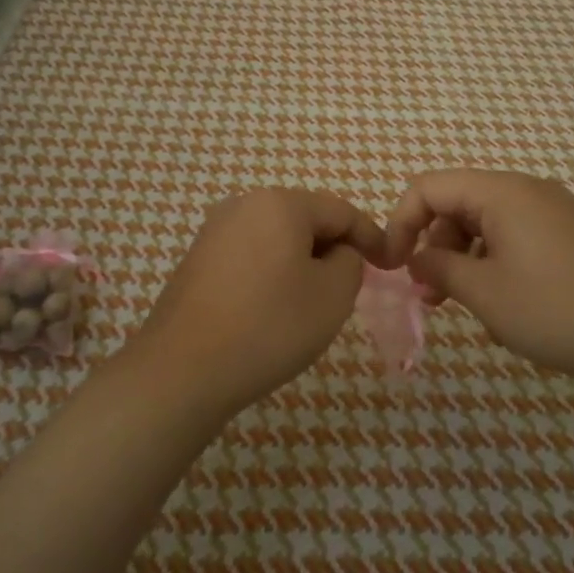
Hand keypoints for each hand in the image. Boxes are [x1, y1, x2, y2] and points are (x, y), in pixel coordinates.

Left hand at [134, 189, 384, 414]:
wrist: (183, 369)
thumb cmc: (269, 326)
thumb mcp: (333, 295)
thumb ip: (351, 262)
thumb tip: (337, 253)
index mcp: (281, 203)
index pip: (341, 211)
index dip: (371, 236)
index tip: (390, 265)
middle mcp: (244, 204)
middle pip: (306, 219)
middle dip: (333, 248)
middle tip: (352, 286)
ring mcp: (215, 231)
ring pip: (277, 238)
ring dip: (302, 262)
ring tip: (312, 302)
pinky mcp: (197, 259)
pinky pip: (250, 255)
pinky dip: (271, 273)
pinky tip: (272, 309)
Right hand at [382, 169, 573, 388]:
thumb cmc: (559, 308)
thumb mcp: (485, 293)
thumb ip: (439, 268)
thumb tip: (415, 257)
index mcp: (501, 192)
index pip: (428, 187)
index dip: (399, 222)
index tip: (392, 266)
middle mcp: (526, 191)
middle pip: (457, 203)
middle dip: (433, 245)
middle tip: (430, 295)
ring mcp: (553, 212)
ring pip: (486, 223)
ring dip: (463, 258)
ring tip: (465, 305)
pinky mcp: (571, 235)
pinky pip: (515, 237)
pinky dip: (495, 263)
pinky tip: (505, 305)